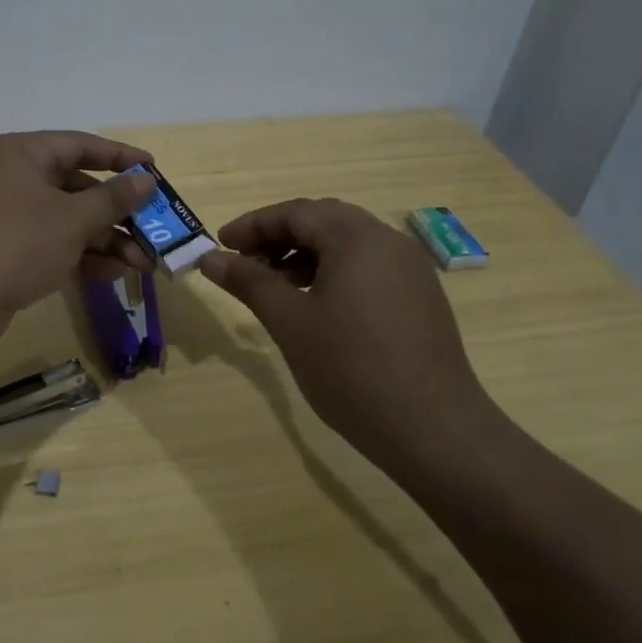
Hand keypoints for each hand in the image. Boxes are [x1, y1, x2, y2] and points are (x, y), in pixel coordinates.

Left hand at [0, 131, 157, 349]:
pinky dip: (81, 258)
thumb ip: (112, 199)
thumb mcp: (71, 219)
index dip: (120, 157)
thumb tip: (145, 179)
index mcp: (22, 154)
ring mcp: (7, 219)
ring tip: (144, 263)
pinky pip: (52, 247)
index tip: (154, 170)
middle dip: (117, 213)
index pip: (79, 145)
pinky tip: (114, 274)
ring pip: (67, 222)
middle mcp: (13, 179)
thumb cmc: (13, 242)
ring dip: (105, 241)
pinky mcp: (6, 254)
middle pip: (76, 188)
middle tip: (154, 230)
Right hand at [198, 199, 488, 463]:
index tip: (219, 245)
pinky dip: (332, 273)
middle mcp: (389, 242)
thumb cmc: (351, 369)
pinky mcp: (420, 297)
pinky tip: (314, 304)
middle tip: (243, 262)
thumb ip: (249, 282)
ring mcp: (410, 270)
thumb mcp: (290, 322)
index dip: (253, 225)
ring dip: (304, 255)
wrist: (432, 429)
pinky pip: (367, 267)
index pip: (296, 213)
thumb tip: (209, 258)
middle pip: (324, 222)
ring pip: (347, 245)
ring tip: (273, 286)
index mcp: (358, 238)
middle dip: (278, 237)